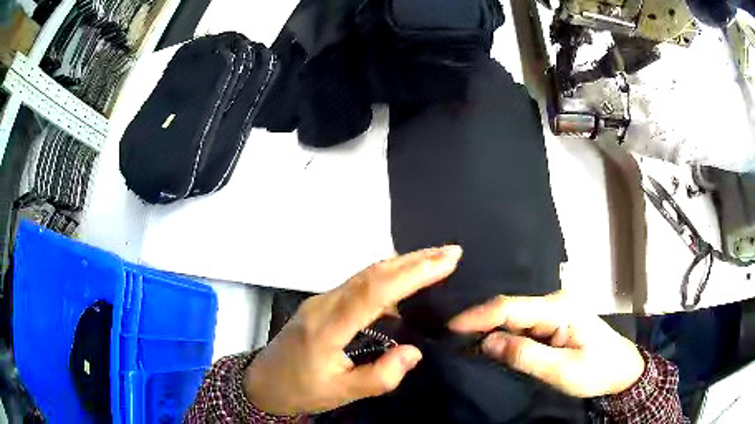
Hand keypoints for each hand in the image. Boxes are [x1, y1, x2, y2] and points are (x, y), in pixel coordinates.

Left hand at [244, 246, 462, 415]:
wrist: (263, 382)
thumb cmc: (300, 390)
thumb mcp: (341, 393)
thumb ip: (380, 377)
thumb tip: (414, 352)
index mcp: (327, 327)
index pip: (373, 291)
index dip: (412, 273)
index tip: (446, 262)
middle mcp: (324, 304)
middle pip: (371, 272)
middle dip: (414, 259)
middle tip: (451, 252)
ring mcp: (321, 300)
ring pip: (365, 274)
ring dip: (402, 264)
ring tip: (436, 261)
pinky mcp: (324, 303)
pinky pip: (359, 283)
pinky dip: (387, 276)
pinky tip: (405, 281)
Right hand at [448, 291, 644, 397]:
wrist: (622, 371)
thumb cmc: (597, 371)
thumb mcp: (561, 370)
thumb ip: (525, 355)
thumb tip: (487, 342)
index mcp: (560, 308)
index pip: (511, 307)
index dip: (478, 316)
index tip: (449, 328)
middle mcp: (556, 301)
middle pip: (510, 309)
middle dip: (480, 323)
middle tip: (452, 339)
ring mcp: (556, 310)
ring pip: (515, 317)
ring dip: (491, 330)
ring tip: (464, 343)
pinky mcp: (555, 321)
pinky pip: (524, 325)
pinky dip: (505, 336)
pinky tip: (491, 345)